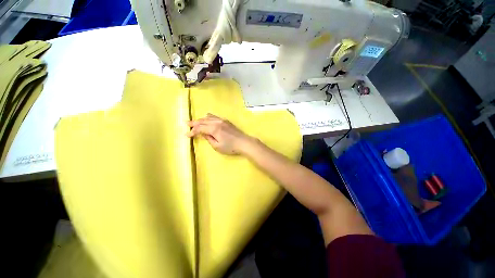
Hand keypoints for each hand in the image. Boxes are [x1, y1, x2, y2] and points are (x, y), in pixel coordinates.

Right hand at [186, 114, 253, 154]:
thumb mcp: (217, 146)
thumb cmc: (231, 147)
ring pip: (208, 117)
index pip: (200, 128)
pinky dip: (208, 117)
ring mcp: (222, 120)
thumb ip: (208, 138)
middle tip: (186, 124)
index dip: (192, 131)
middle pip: (203, 121)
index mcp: (214, 129)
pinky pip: (214, 116)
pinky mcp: (226, 121)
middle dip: (194, 123)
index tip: (187, 135)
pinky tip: (206, 117)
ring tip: (194, 122)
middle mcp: (217, 122)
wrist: (244, 142)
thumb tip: (202, 133)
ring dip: (200, 119)